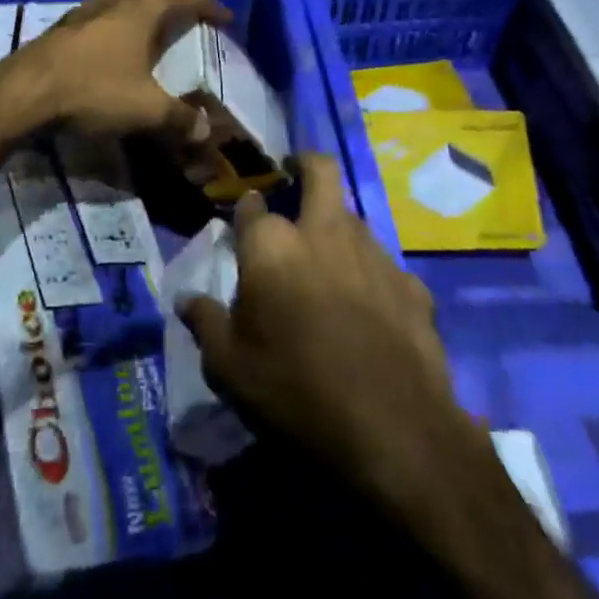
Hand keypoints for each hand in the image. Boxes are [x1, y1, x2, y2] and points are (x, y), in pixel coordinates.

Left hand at [0, 0, 231, 144]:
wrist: (22, 94)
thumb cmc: (93, 91)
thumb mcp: (146, 110)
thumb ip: (180, 119)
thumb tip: (206, 130)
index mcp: (141, 10)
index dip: (209, 5)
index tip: (225, 18)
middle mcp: (112, 2)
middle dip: (173, 8)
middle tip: (189, 26)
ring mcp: (81, 13)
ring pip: (120, 6)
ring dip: (140, 18)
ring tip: (151, 37)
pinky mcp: (58, 31)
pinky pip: (98, 23)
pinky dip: (114, 33)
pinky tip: (111, 54)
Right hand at [178, 155, 463, 508]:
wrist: (394, 433)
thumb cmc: (295, 394)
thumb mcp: (229, 369)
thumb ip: (206, 323)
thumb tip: (186, 299)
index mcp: (272, 247)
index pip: (252, 205)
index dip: (247, 208)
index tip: (244, 219)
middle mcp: (324, 234)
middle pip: (320, 171)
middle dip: (304, 164)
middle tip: (294, 176)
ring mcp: (374, 255)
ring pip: (353, 218)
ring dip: (336, 227)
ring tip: (326, 263)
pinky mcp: (411, 285)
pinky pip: (383, 266)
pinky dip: (369, 275)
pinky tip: (368, 311)